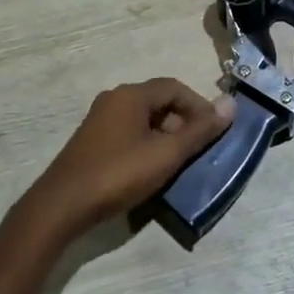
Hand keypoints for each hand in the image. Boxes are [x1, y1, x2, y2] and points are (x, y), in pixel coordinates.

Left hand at [23, 78, 234, 235]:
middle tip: (197, 151)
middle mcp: (114, 100)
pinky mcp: (91, 142)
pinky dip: (146, 146)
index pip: (175, 87)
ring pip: (143, 120)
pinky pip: (128, 134)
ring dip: (165, 136)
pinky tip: (150, 171)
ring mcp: (99, 121)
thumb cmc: (118, 174)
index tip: (213, 131)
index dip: (199, 106)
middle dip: (183, 123)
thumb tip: (231, 104)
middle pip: (159, 102)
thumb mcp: (166, 154)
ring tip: (177, 164)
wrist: (62, 206)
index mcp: (131, 95)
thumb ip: (200, 131)